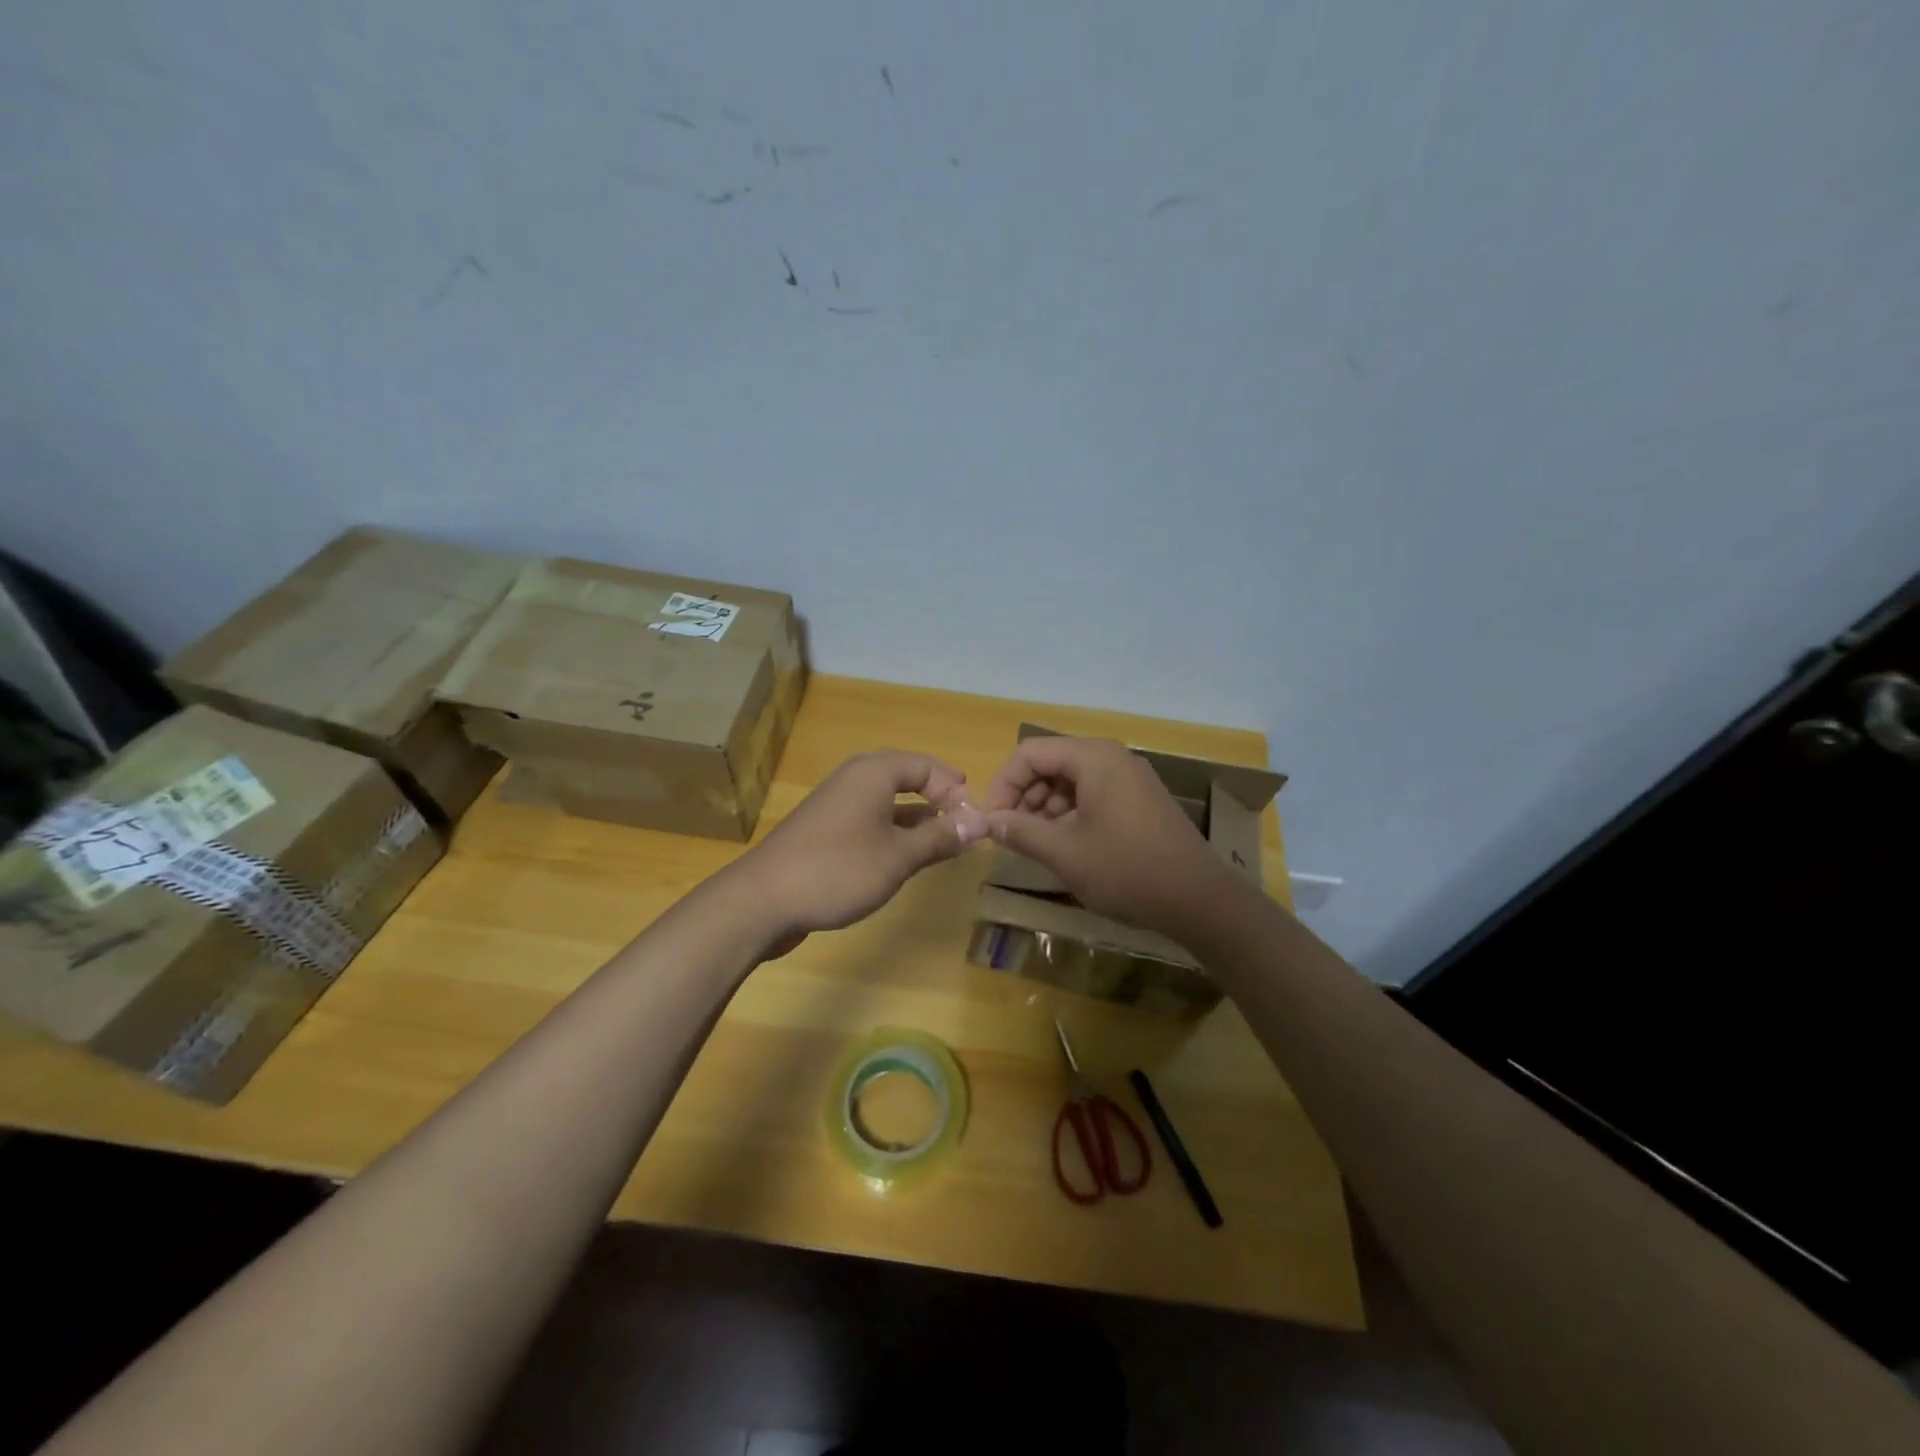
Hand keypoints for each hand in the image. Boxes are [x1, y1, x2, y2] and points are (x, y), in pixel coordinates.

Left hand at [733, 750, 988, 946]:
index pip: (926, 765)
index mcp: (873, 773)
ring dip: (917, 819)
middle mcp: (854, 780)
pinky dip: (893, 833)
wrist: (763, 900)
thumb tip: (980, 822)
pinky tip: (905, 858)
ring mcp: (836, 805)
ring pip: (887, 801)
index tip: (975, 819)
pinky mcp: (825, 831)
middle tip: (963, 824)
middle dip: (938, 799)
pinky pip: (870, 820)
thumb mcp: (899, 856)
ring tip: (944, 843)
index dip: (954, 788)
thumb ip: (940, 837)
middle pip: (906, 778)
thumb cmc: (838, 869)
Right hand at [983, 736, 1240, 941]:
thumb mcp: (1065, 853)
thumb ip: (1021, 831)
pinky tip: (1067, 845)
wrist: (1199, 900)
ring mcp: (1129, 777)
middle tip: (1013, 834)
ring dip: (1045, 807)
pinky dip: (1070, 813)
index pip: (1029, 753)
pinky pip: (1092, 793)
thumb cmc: (1127, 870)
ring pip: (1070, 780)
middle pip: (1050, 762)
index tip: (993, 821)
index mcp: (1094, 758)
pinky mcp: (1139, 799)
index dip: (1004, 784)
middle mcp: (1112, 757)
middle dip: (1024, 795)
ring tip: (1038, 843)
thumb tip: (989, 821)